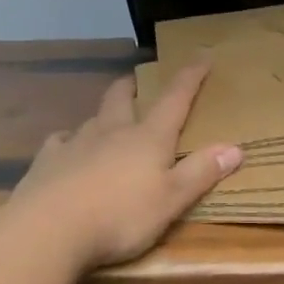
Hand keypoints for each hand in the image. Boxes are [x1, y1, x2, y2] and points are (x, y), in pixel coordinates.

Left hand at [9, 62, 242, 270]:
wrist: (50, 229)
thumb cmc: (120, 216)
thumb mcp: (171, 200)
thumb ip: (201, 173)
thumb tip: (235, 147)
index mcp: (147, 138)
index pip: (174, 99)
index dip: (190, 76)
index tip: (201, 54)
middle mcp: (111, 131)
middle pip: (121, 97)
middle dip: (133, 86)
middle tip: (137, 80)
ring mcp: (75, 142)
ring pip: (92, 117)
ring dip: (103, 114)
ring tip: (108, 120)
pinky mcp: (47, 160)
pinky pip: (60, 141)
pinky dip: (68, 140)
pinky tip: (66, 148)